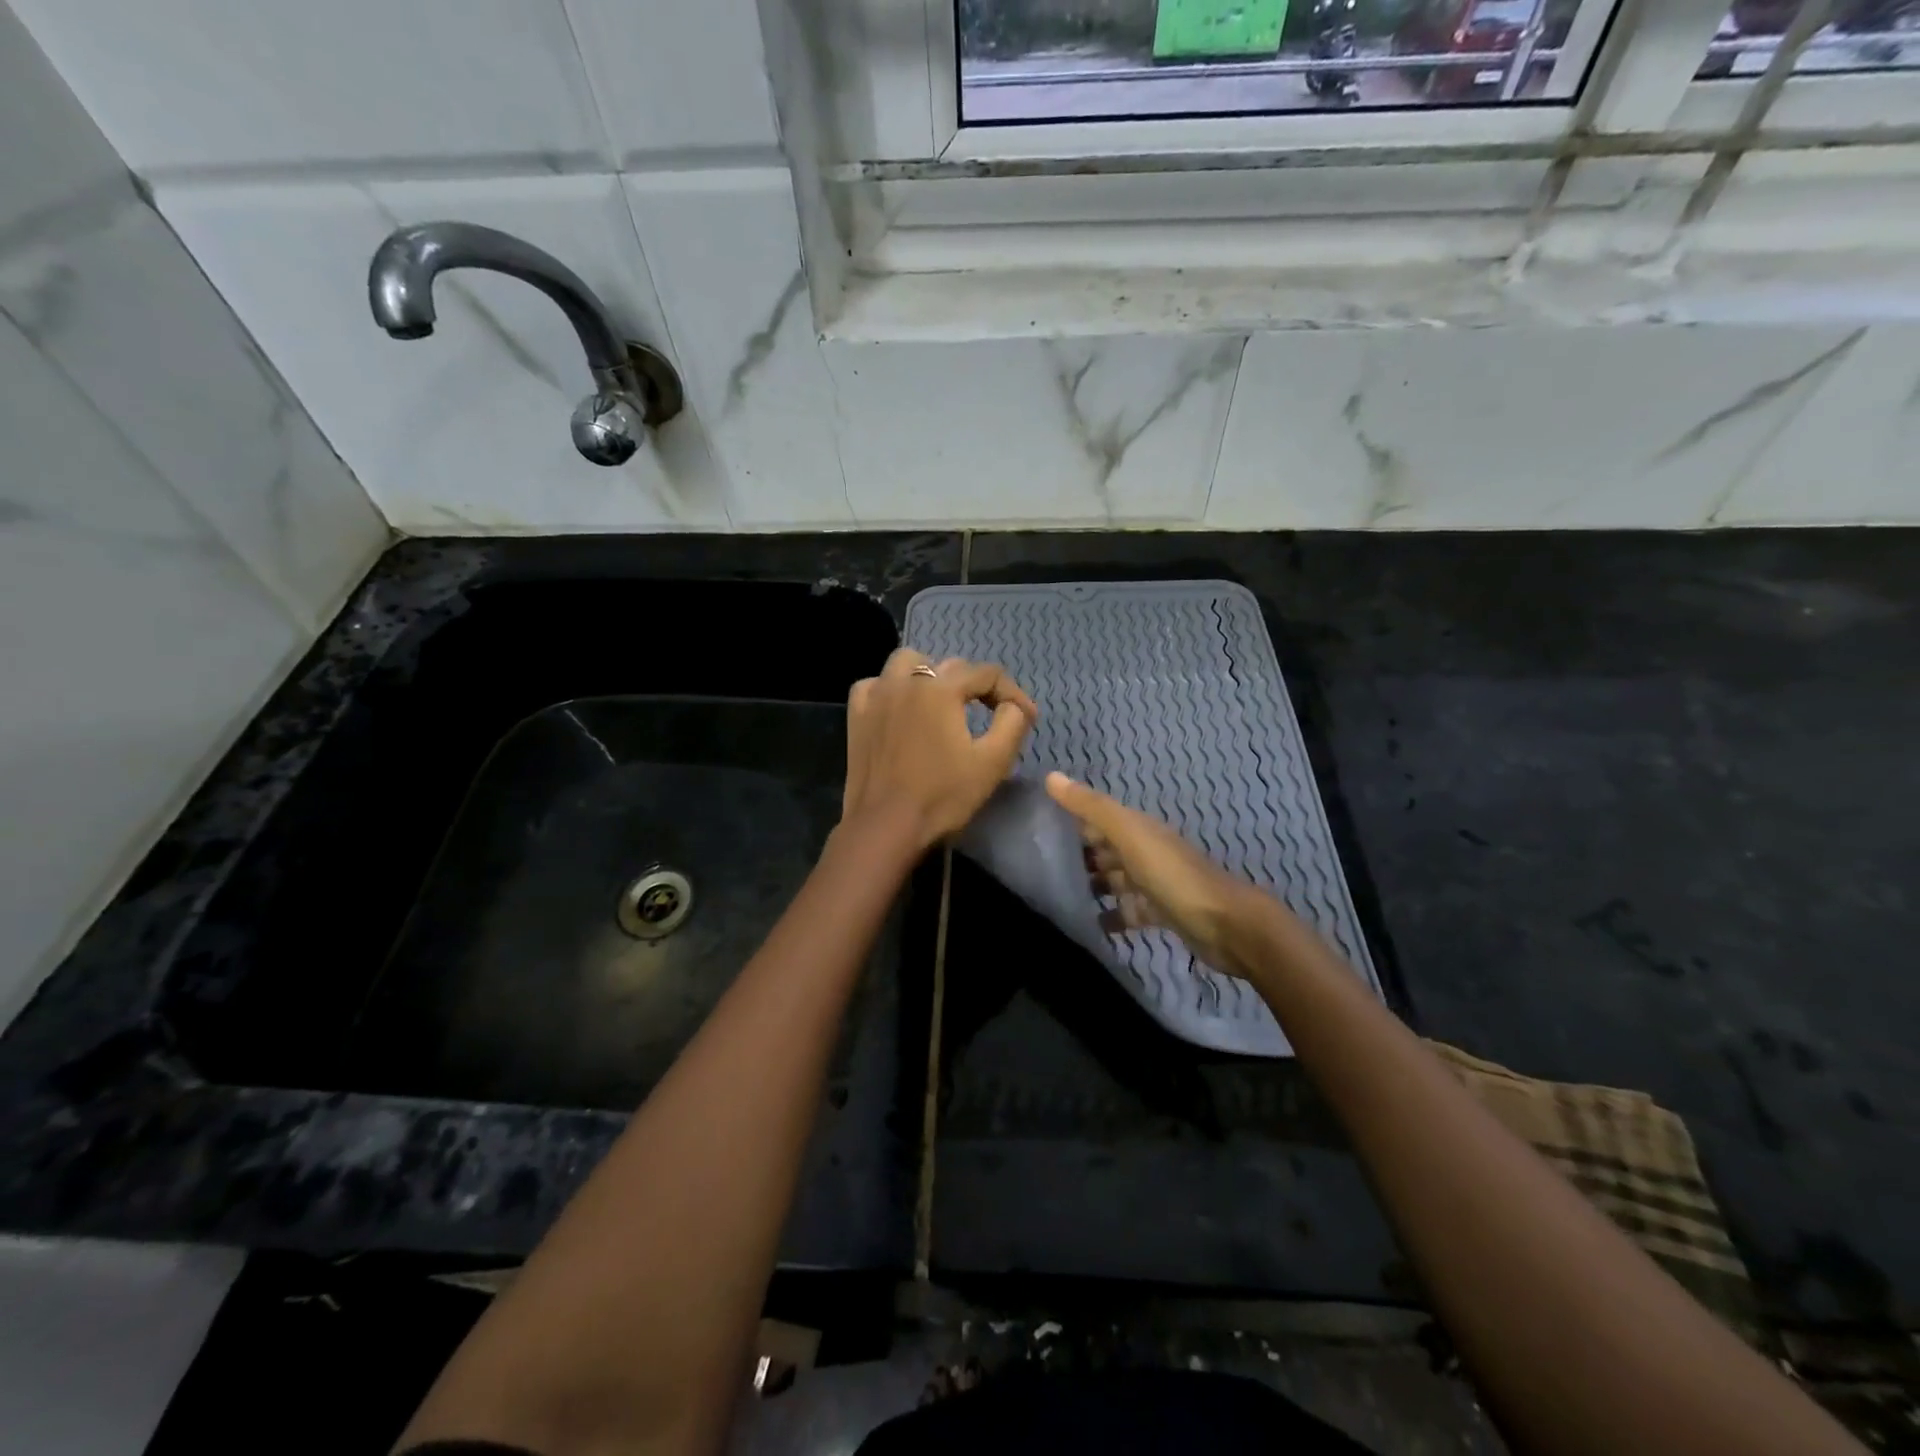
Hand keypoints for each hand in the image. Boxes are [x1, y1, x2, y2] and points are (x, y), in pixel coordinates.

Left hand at [842, 649, 1038, 852]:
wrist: (885, 827)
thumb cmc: (942, 796)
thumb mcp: (993, 762)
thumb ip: (1012, 722)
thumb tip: (1015, 705)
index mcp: (941, 688)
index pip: (987, 674)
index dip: (1012, 693)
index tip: (1026, 717)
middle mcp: (907, 681)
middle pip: (950, 666)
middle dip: (976, 686)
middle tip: (990, 714)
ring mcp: (877, 695)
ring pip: (907, 662)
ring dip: (930, 674)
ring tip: (942, 701)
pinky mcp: (857, 715)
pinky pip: (875, 684)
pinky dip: (891, 688)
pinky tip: (900, 708)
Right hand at [1045, 771, 1263, 975]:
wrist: (1226, 925)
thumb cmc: (1172, 875)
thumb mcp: (1129, 834)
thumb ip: (1092, 807)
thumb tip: (1050, 776)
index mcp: (1138, 828)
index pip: (1098, 817)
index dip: (1070, 818)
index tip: (1033, 827)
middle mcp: (1145, 851)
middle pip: (1105, 849)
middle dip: (1076, 855)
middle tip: (1035, 867)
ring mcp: (1153, 884)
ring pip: (1114, 880)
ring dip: (1090, 886)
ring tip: (1054, 896)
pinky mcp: (1159, 914)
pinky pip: (1127, 912)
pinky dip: (1109, 917)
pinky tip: (1087, 925)